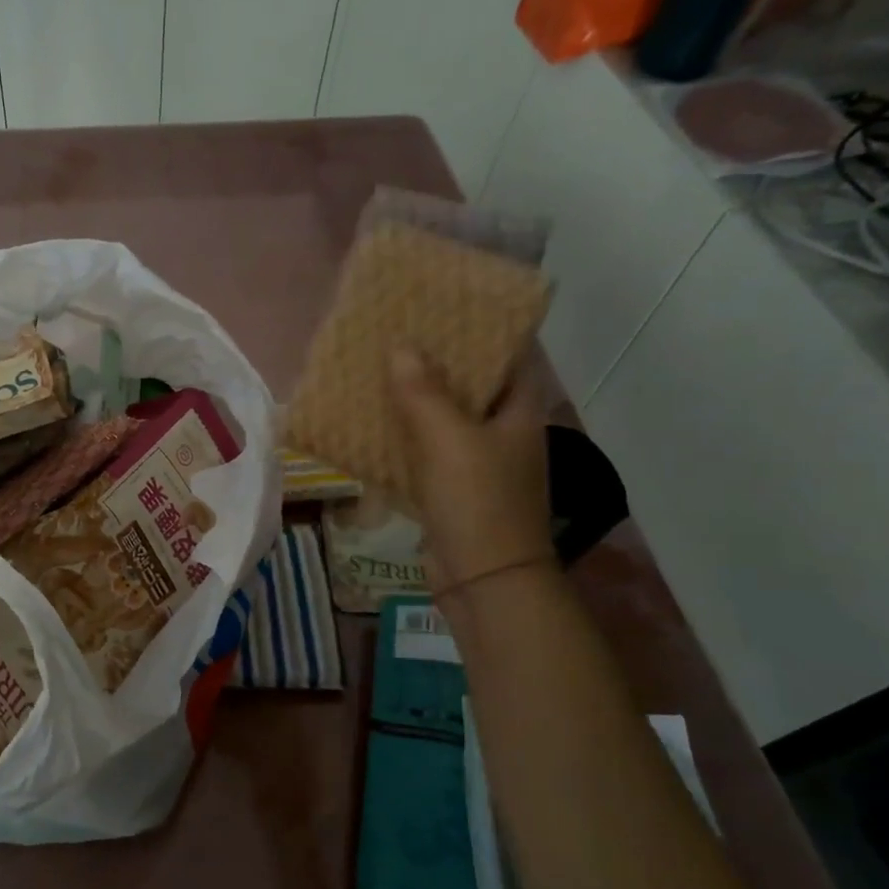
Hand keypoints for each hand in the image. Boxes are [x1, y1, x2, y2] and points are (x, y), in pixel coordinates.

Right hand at [389, 348, 554, 604]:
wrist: (484, 582)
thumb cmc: (478, 502)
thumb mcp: (449, 440)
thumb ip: (424, 392)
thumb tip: (402, 347)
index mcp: (519, 414)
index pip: (512, 356)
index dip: (485, 328)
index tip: (448, 306)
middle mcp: (503, 434)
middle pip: (471, 385)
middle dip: (438, 361)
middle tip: (399, 333)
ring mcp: (478, 465)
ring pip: (443, 420)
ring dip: (414, 400)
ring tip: (376, 371)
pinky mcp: (451, 491)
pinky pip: (424, 453)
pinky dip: (401, 438)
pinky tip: (369, 426)